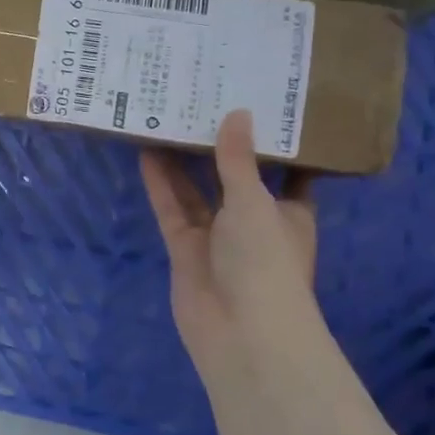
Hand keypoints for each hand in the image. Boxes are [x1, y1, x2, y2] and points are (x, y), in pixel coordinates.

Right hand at [140, 110, 329, 386]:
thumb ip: (238, 159)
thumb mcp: (255, 201)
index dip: (271, 144)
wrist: (241, 333)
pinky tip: (147, 151)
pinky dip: (160, 183)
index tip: (258, 107)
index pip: (284, 171)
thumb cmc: (265, 260)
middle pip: (233, 177)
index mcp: (287, 212)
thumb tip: (238, 112)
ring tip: (167, 118)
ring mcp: (217, 236)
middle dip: (218, 146)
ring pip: (198, 191)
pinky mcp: (185, 248)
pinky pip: (172, 208)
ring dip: (184, 161)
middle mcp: (253, 221)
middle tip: (201, 101)